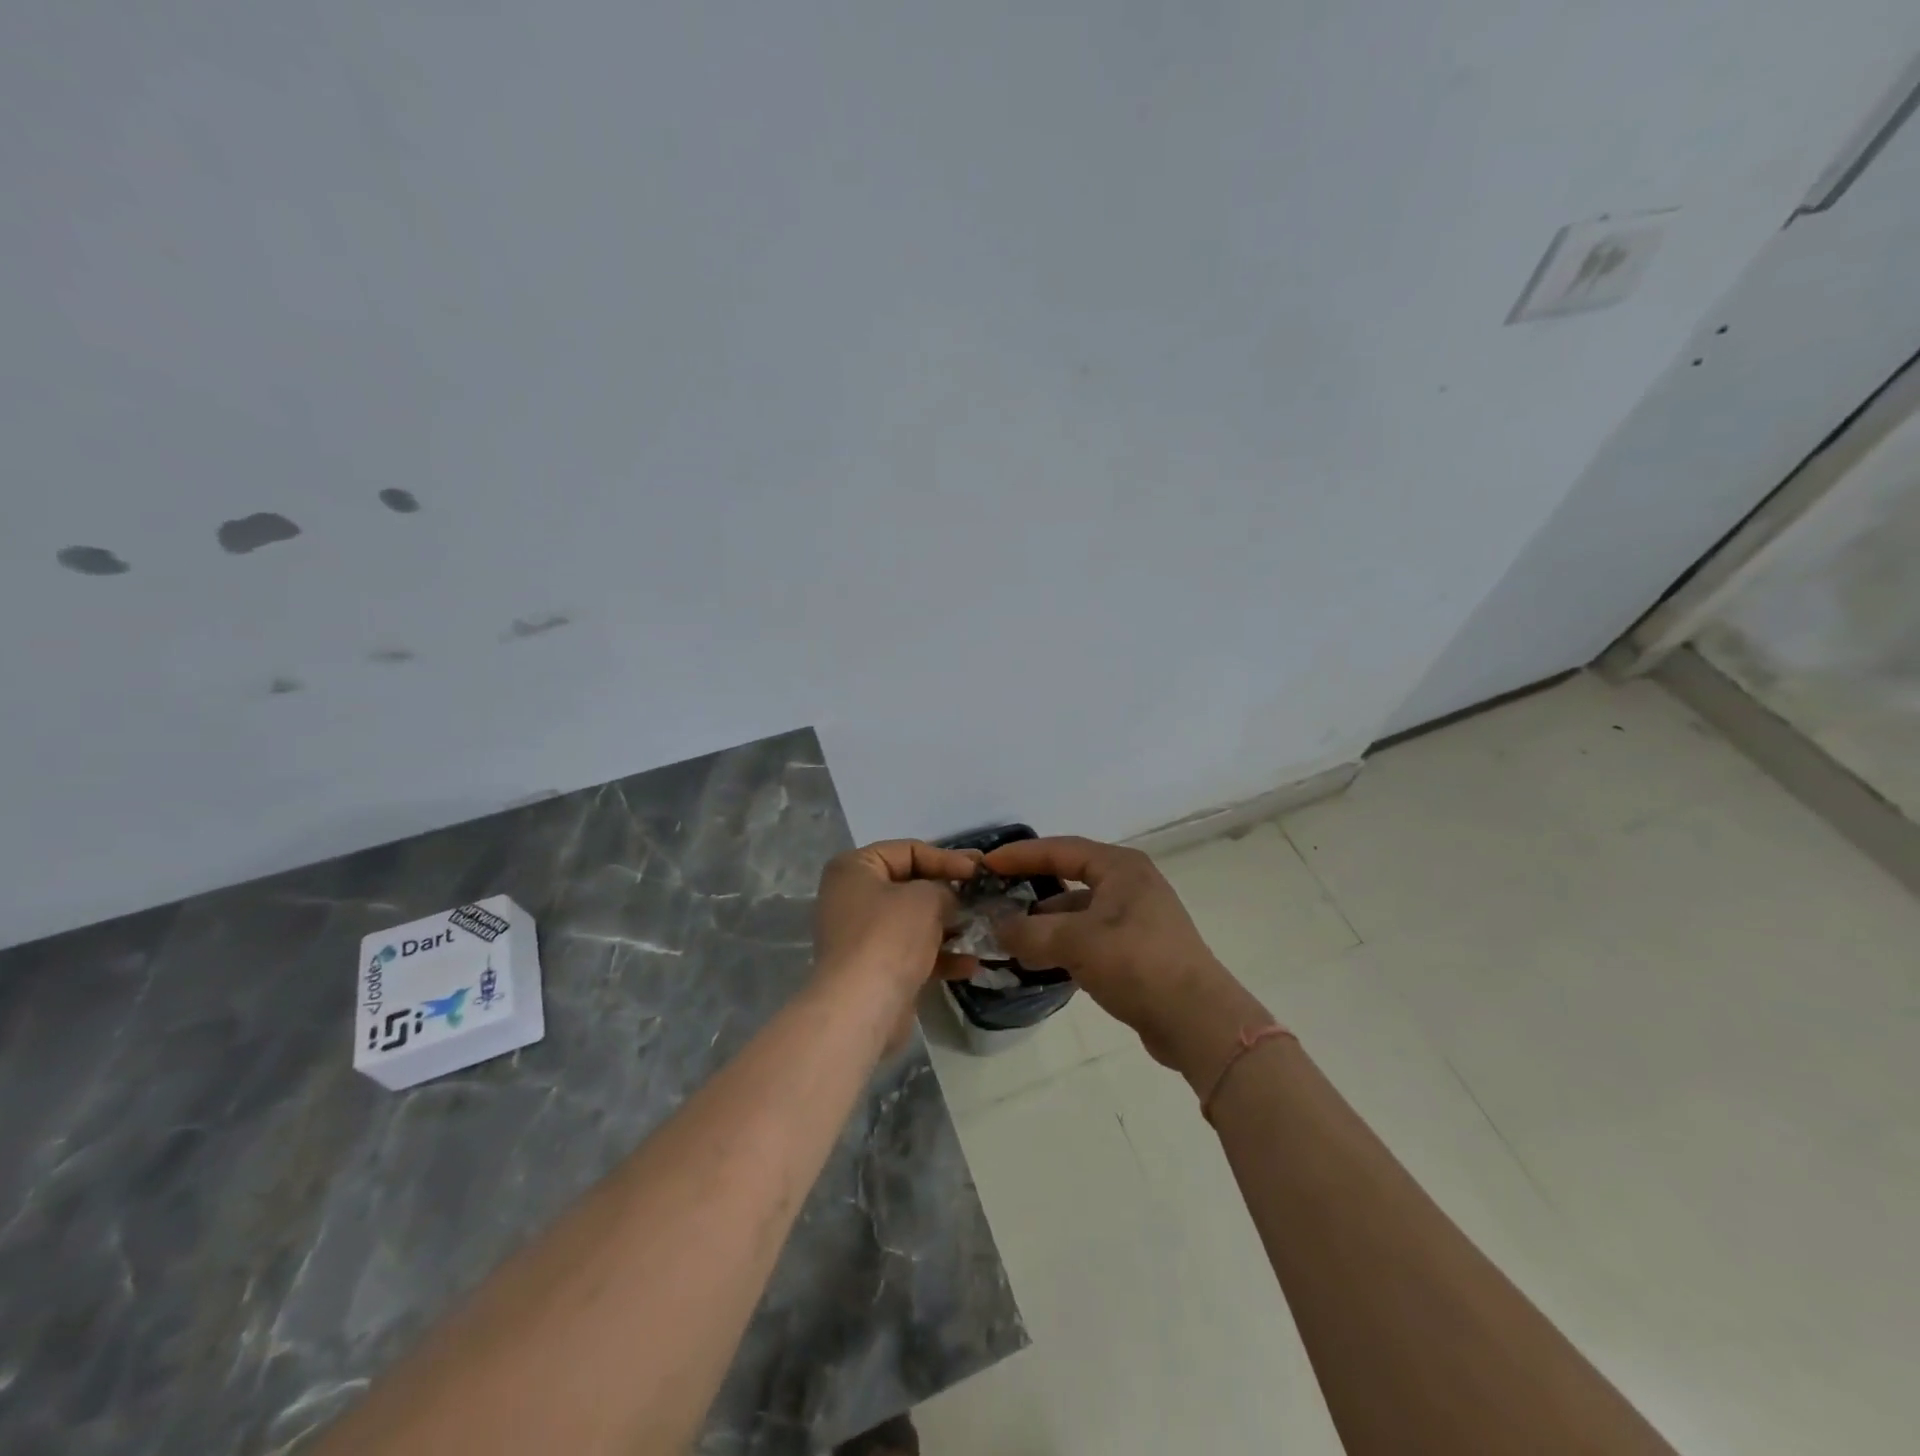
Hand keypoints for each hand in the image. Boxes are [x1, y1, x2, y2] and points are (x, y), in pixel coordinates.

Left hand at [812, 840, 979, 1016]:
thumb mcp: (926, 897)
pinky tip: (971, 964)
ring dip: (948, 925)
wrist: (861, 1008)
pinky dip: (940, 955)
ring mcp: (862, 935)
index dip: (946, 857)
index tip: (978, 869)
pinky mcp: (875, 968)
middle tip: (983, 894)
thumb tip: (949, 899)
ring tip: (982, 928)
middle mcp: (853, 897)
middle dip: (948, 892)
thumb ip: (943, 888)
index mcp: (855, 868)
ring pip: (914, 921)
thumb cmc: (890, 936)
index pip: (908, 850)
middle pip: (910, 885)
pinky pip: (912, 952)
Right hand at [983, 836, 1268, 1079]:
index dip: (1021, 855)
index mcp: (1120, 867)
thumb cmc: (1137, 964)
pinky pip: (1089, 936)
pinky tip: (1040, 961)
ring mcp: (1136, 918)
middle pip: (1069, 877)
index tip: (987, 864)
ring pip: (1078, 911)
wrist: (1197, 1020)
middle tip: (995, 899)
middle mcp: (1130, 884)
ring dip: (1046, 923)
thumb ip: (1029, 932)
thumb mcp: (1076, 943)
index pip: (1061, 849)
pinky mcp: (1137, 949)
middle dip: (1031, 889)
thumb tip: (996, 928)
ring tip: (1010, 939)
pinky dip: (1064, 944)